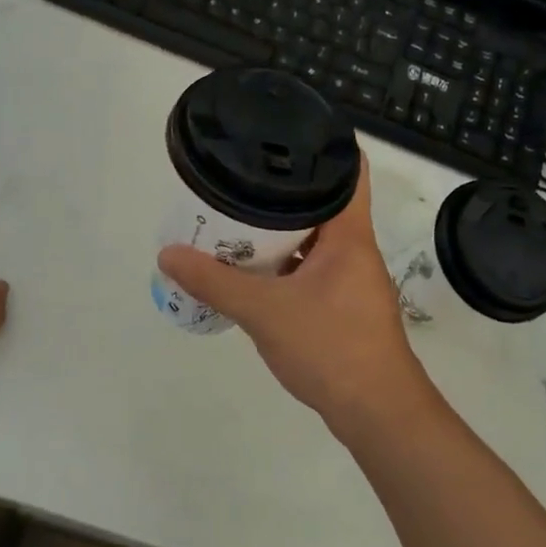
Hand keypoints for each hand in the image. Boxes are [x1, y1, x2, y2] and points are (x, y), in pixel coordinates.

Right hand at [158, 154, 436, 443]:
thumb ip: (215, 282)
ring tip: (237, 220)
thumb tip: (167, 253)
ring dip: (281, 232)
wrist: (378, 414)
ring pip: (314, 240)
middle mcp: (355, 249)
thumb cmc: (331, 348)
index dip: (324, 144)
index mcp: (349, 234)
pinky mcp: (345, 307)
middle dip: (283, 191)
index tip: (285, 131)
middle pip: (323, 203)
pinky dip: (285, 264)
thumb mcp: (264, 311)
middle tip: (240, 178)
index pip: (349, 169)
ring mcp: (352, 280)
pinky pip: (312, 270)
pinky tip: (254, 272)